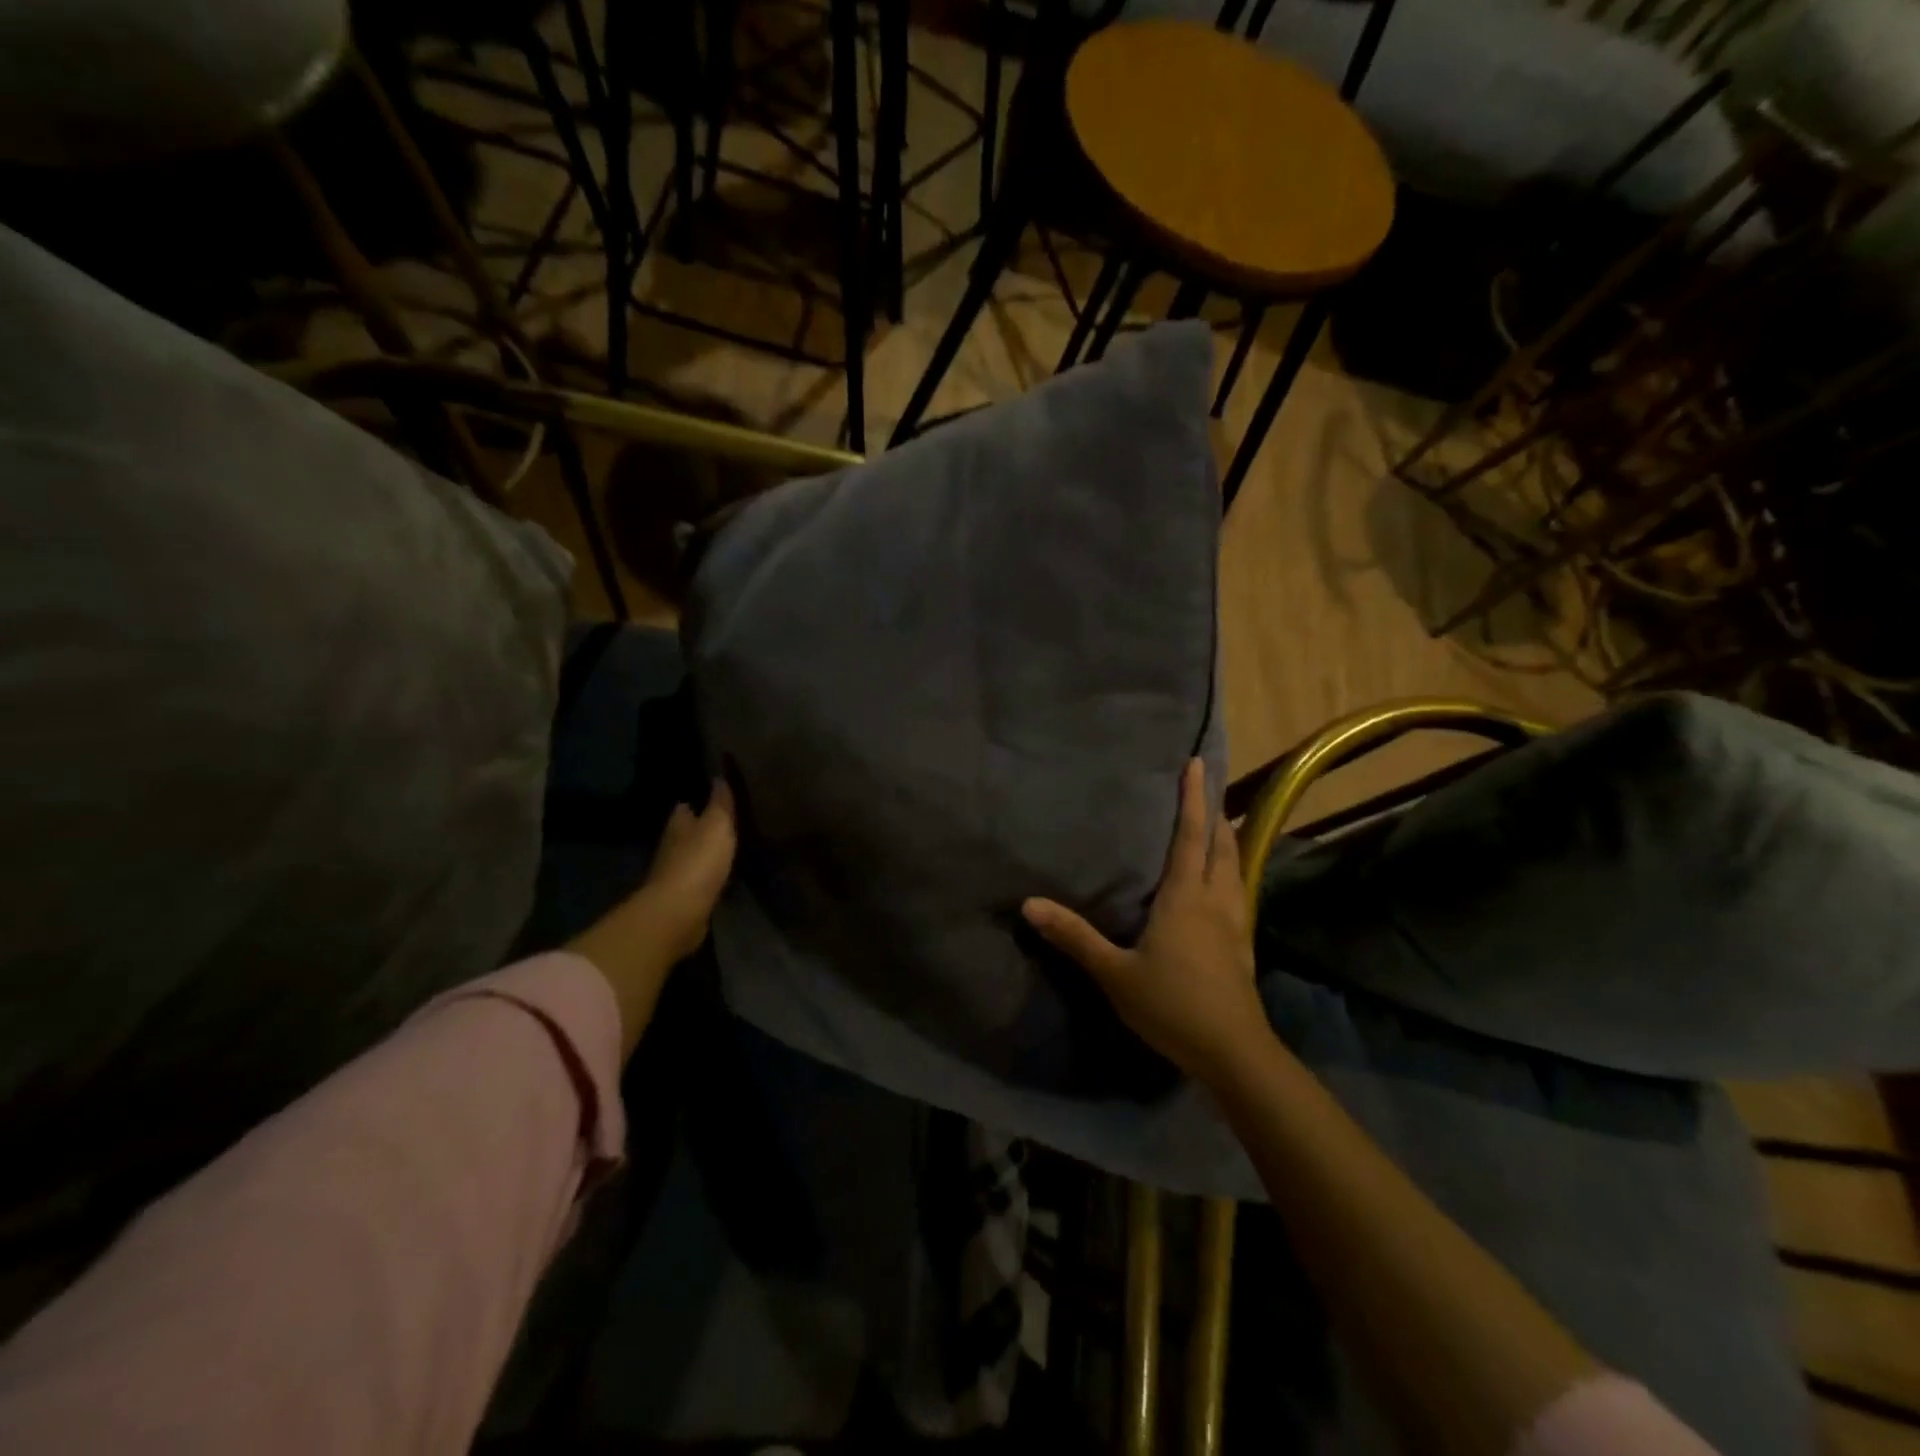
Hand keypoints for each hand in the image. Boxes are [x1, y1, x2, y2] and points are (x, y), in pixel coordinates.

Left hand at [632, 781, 739, 963]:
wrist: (679, 912)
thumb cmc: (698, 861)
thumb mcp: (717, 825)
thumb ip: (720, 803)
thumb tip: (719, 777)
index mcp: (678, 824)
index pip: (685, 807)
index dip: (698, 801)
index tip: (714, 797)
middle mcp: (671, 846)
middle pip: (686, 832)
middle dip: (701, 828)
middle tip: (725, 823)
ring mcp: (674, 874)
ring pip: (691, 856)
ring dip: (704, 853)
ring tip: (726, 848)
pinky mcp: (682, 898)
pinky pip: (698, 880)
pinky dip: (707, 876)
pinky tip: (721, 875)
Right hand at [1022, 759, 1267, 1084]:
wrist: (1232, 1052)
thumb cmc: (1171, 1006)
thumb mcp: (1114, 973)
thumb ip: (1074, 936)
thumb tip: (1029, 904)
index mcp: (1186, 897)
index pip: (1190, 835)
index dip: (1193, 798)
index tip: (1198, 764)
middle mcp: (1215, 900)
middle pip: (1221, 846)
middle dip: (1214, 814)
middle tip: (1207, 790)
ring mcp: (1235, 924)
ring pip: (1235, 869)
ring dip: (1227, 842)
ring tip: (1219, 827)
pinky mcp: (1243, 946)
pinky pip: (1240, 893)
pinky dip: (1232, 873)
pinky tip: (1226, 887)